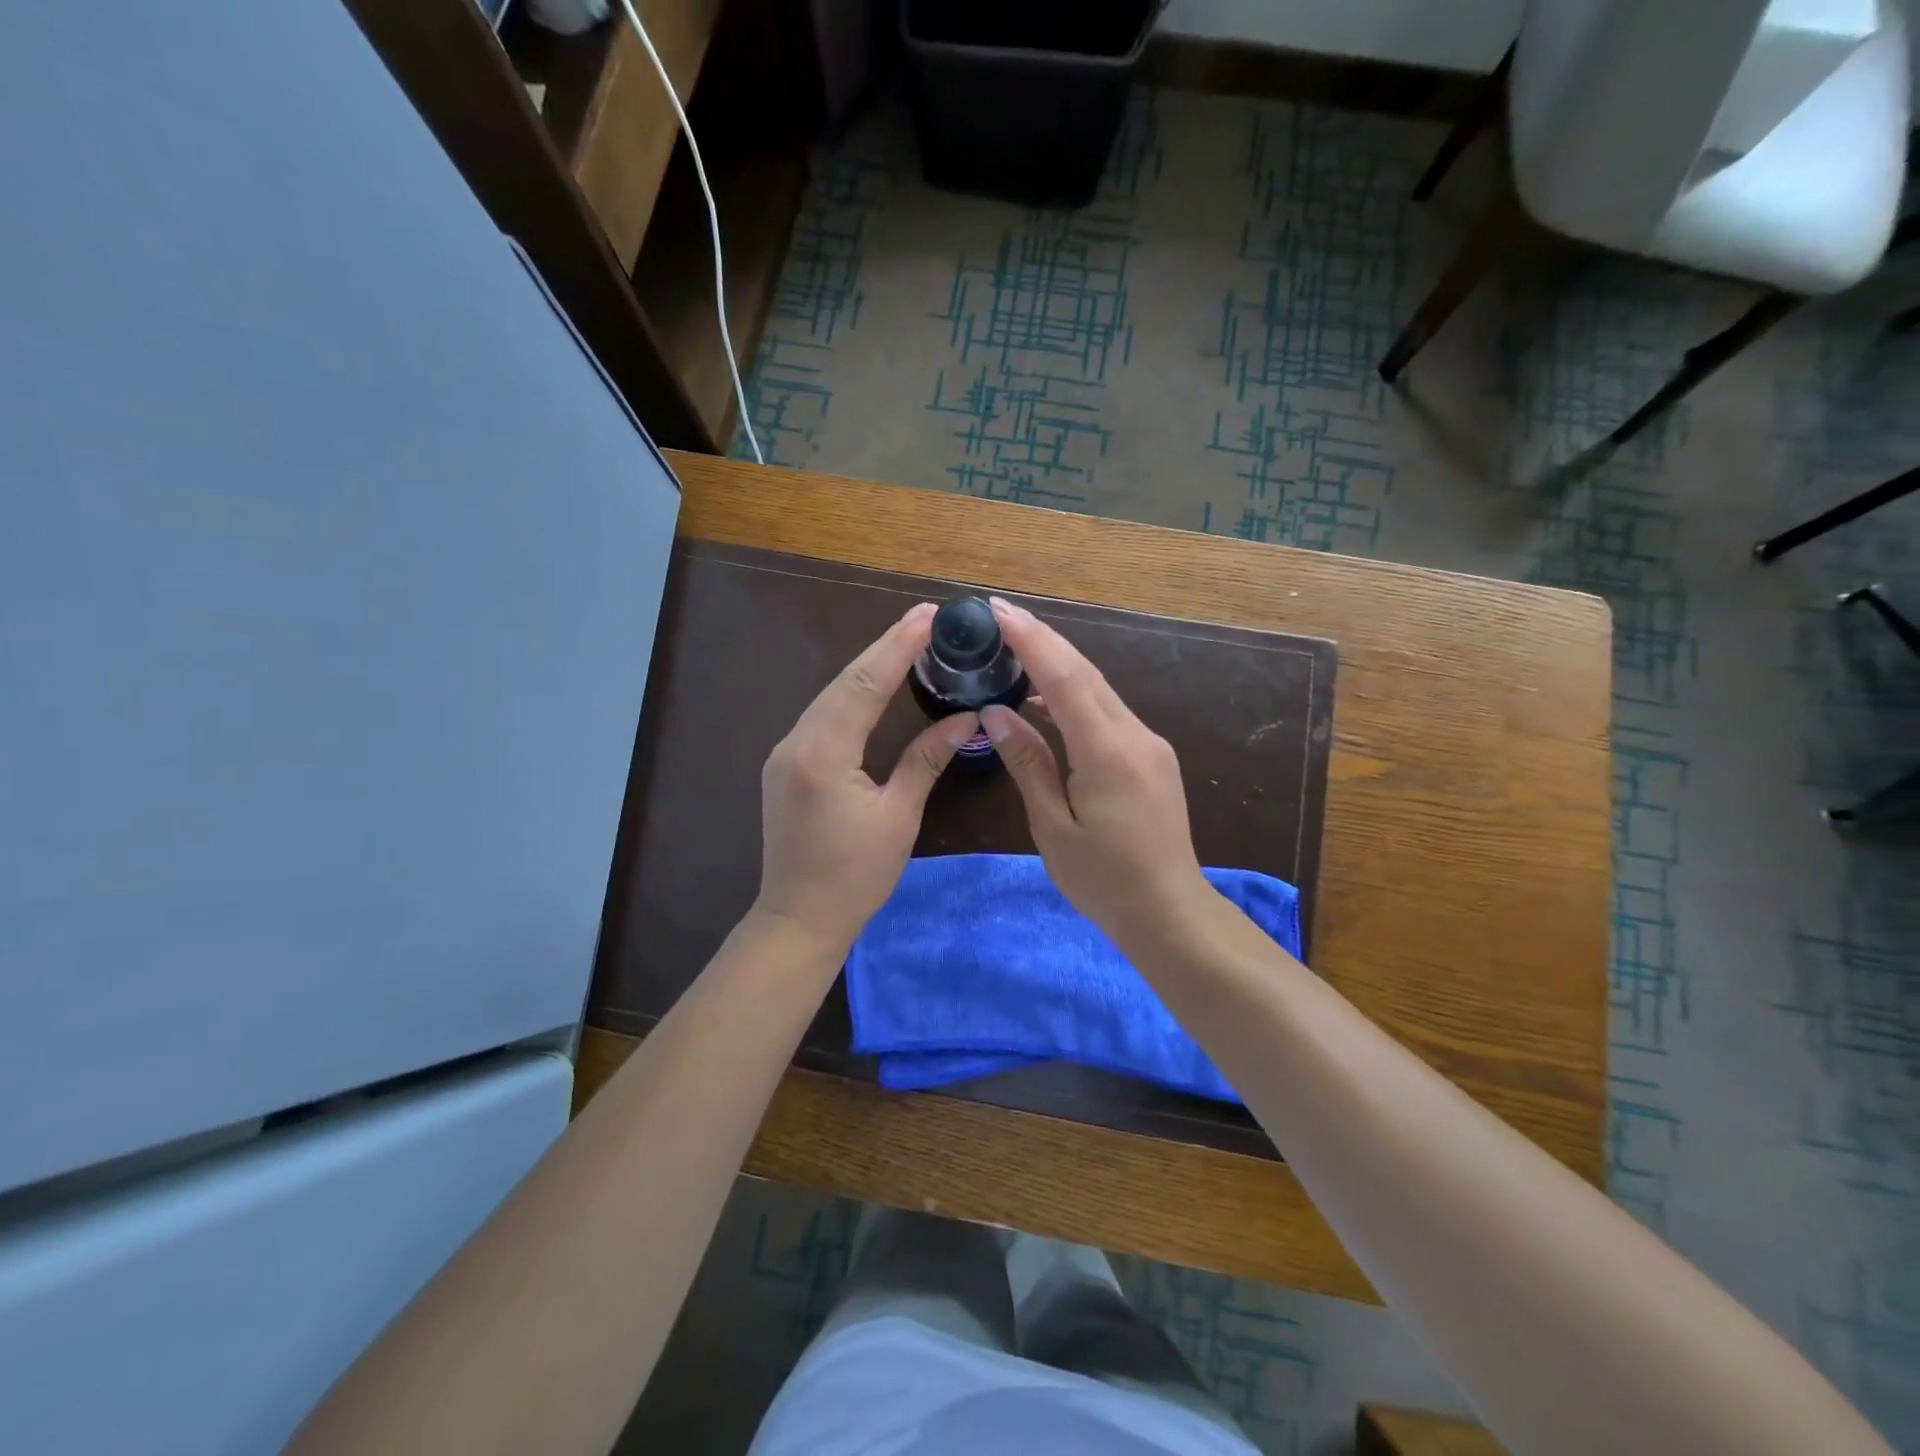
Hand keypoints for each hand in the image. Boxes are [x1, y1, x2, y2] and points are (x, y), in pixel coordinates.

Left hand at [754, 603, 978, 955]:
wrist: (798, 919)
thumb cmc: (855, 876)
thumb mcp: (898, 815)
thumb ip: (927, 759)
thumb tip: (964, 719)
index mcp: (823, 752)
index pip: (865, 683)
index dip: (898, 646)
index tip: (928, 615)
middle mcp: (796, 741)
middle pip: (844, 680)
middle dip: (885, 647)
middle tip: (926, 620)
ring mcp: (786, 752)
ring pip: (831, 696)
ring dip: (869, 668)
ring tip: (908, 643)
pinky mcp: (787, 765)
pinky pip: (823, 717)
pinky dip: (853, 695)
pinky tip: (875, 686)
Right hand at [980, 597, 1213, 950]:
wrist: (1168, 912)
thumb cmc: (1103, 879)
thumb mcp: (1052, 826)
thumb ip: (1027, 763)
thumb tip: (996, 713)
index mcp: (1107, 752)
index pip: (1066, 679)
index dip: (1032, 640)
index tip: (999, 611)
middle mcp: (1135, 736)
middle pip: (1086, 673)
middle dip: (1043, 639)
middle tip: (1001, 615)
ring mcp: (1149, 744)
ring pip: (1099, 690)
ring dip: (1059, 664)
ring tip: (1016, 648)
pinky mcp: (1151, 756)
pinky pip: (1108, 712)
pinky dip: (1076, 695)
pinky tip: (1047, 700)